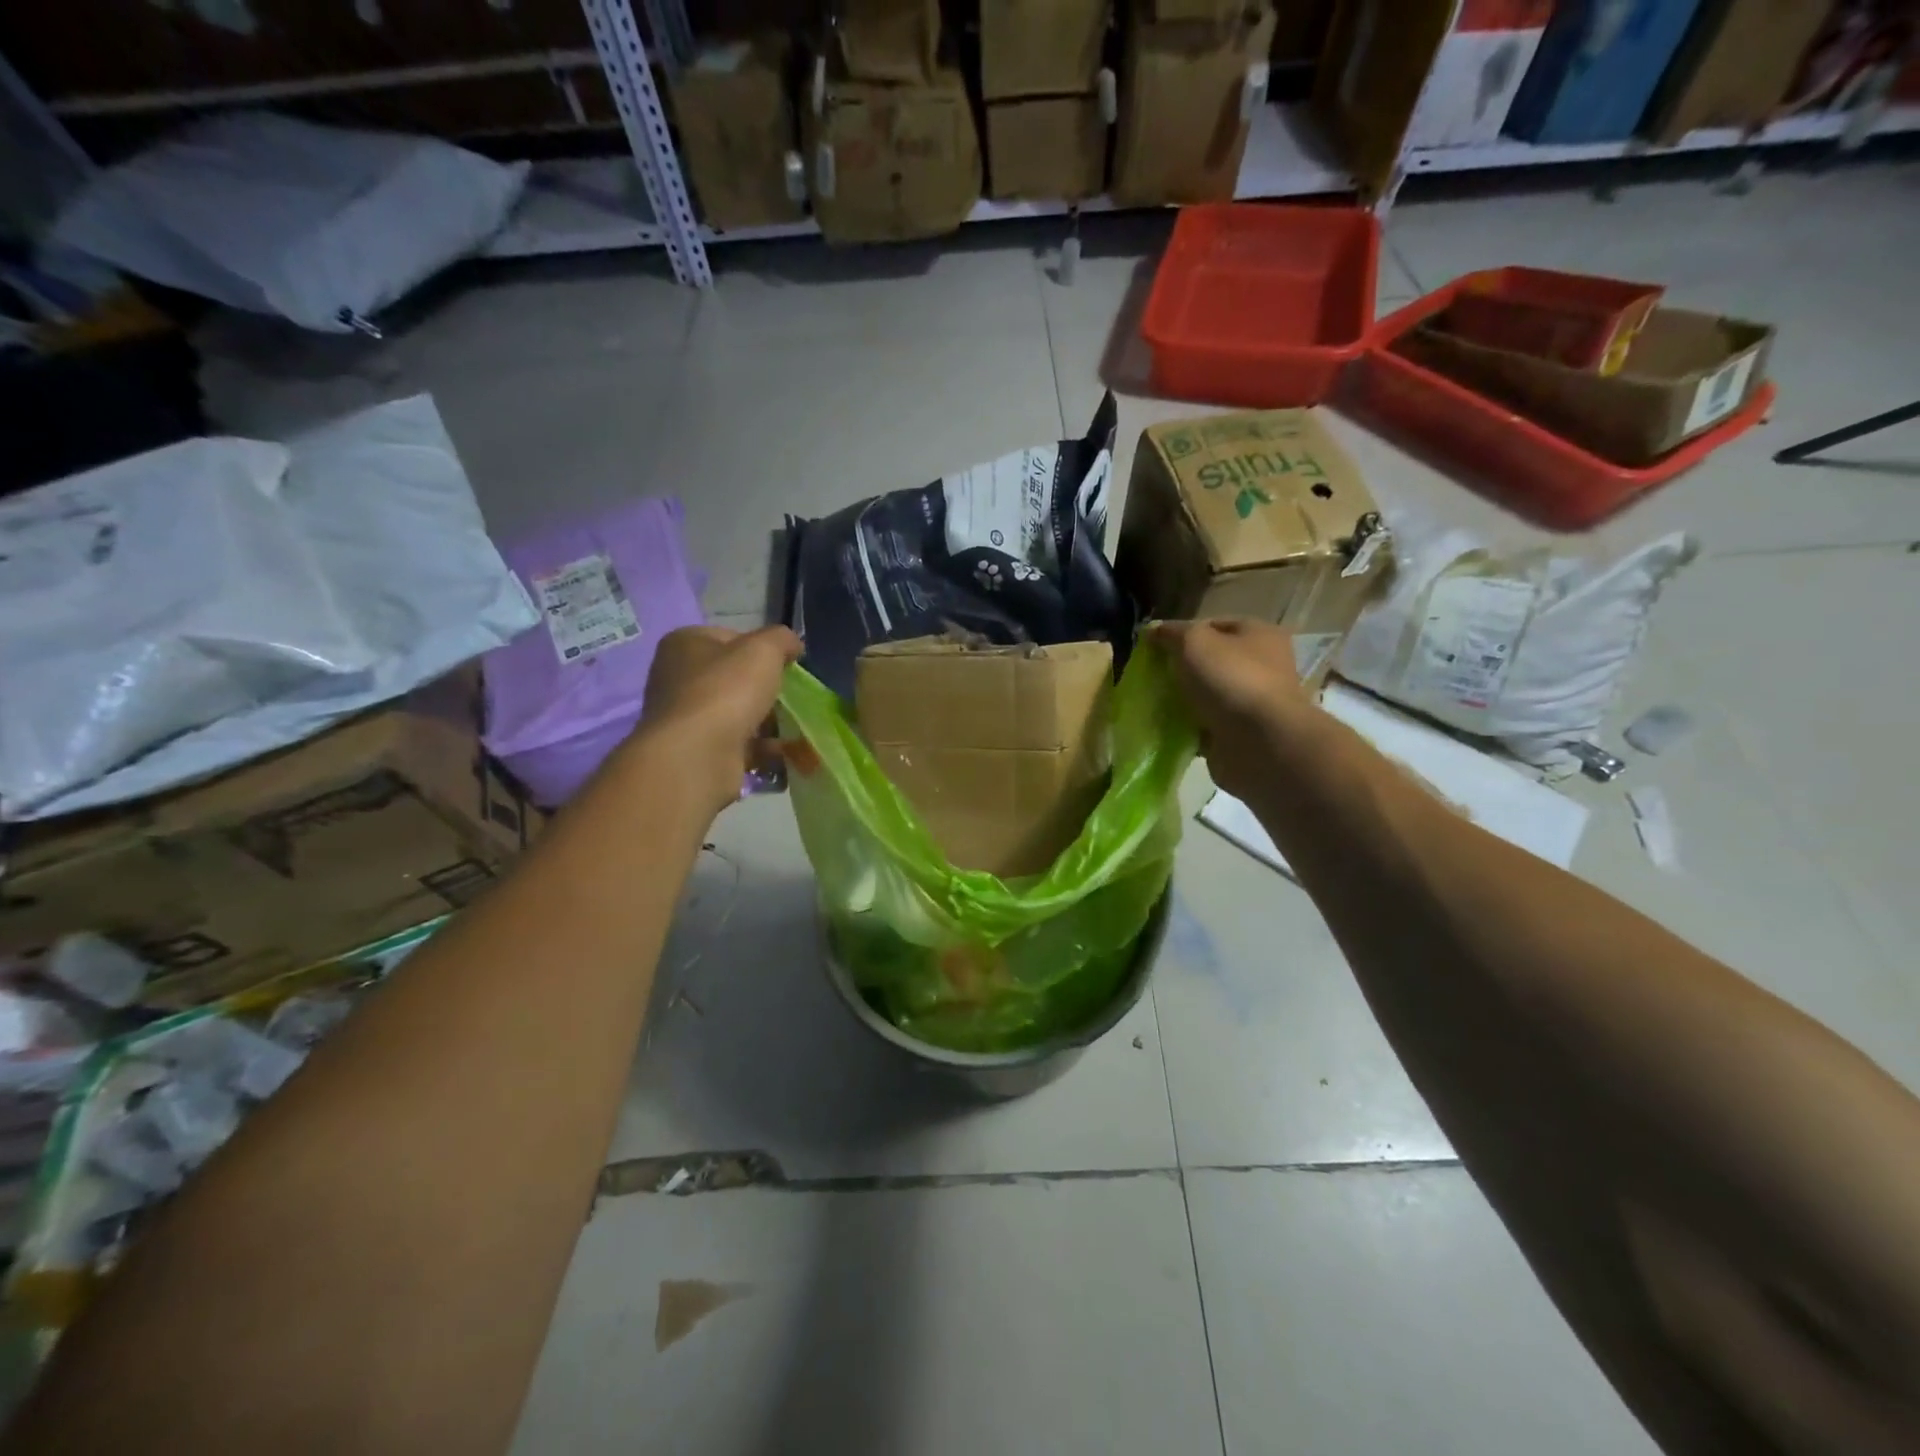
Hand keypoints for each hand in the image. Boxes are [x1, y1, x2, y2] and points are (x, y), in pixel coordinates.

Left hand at [639, 624, 801, 813]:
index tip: (786, 666)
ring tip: (794, 729)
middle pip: (734, 678)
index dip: (762, 649)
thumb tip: (793, 645)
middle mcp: (677, 677)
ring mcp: (685, 718)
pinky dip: (761, 749)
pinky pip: (737, 744)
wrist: (697, 756)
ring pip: (737, 713)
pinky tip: (782, 754)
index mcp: (684, 644)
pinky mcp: (697, 751)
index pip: (731, 637)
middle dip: (766, 690)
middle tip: (792, 699)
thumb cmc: (726, 691)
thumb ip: (782, 639)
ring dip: (766, 722)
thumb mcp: (764, 650)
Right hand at [1149, 619, 1314, 802]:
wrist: (1258, 743)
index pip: (1213, 625)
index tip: (1154, 648)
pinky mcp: (1242, 734)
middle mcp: (1263, 665)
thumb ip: (1172, 633)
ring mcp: (1253, 702)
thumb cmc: (1230, 679)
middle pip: (1210, 661)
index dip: (1182, 633)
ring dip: (1184, 700)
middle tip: (1153, 676)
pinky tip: (1168, 728)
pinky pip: (1207, 724)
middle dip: (1181, 669)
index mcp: (1259, 634)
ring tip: (1156, 703)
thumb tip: (1153, 630)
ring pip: (1207, 695)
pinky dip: (1189, 727)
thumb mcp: (1193, 642)